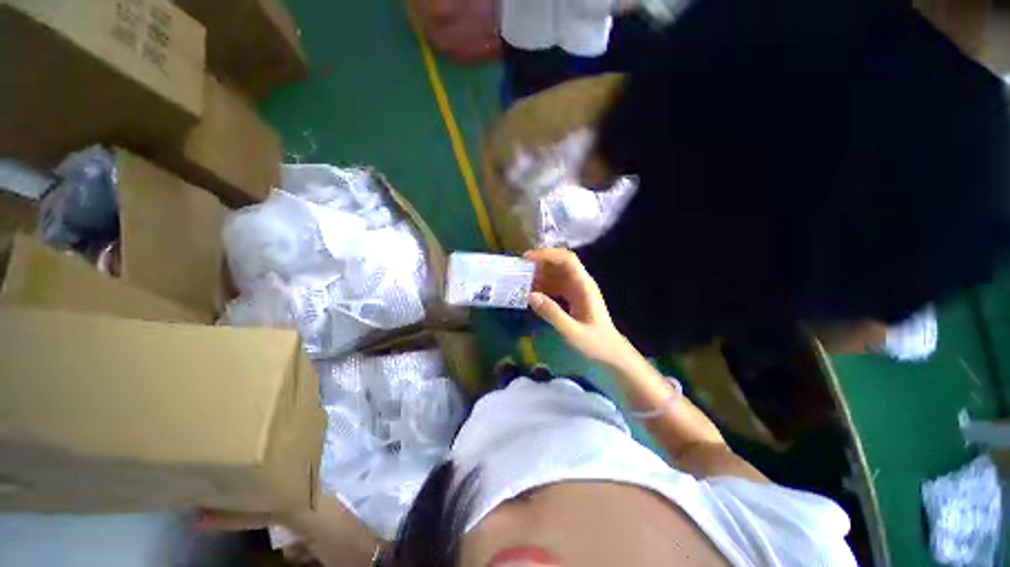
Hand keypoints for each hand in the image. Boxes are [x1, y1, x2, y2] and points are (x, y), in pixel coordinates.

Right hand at [524, 248, 632, 366]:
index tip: (526, 259)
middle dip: (538, 264)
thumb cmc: (595, 344)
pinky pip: (554, 286)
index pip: (567, 259)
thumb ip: (552, 313)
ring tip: (519, 283)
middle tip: (517, 271)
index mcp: (584, 286)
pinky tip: (529, 294)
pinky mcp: (571, 298)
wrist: (611, 355)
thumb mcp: (572, 332)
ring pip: (554, 274)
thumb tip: (529, 295)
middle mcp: (580, 283)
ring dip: (538, 276)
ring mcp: (575, 290)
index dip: (547, 255)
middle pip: (558, 264)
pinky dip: (541, 287)